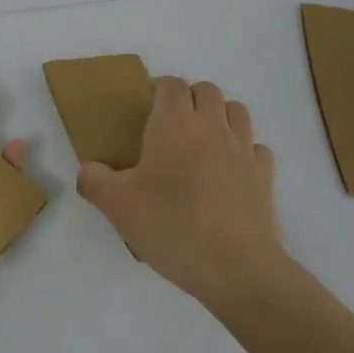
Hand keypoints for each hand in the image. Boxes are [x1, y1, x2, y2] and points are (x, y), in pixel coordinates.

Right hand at [76, 77, 285, 306]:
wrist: (237, 268)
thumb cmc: (172, 226)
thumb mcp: (117, 206)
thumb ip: (94, 180)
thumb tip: (89, 170)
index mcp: (175, 124)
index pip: (171, 84)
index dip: (158, 90)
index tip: (144, 110)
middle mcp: (212, 126)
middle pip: (205, 90)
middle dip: (188, 99)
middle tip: (169, 128)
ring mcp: (243, 149)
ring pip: (236, 110)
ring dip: (218, 116)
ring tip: (201, 143)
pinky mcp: (265, 175)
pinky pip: (255, 147)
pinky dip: (243, 149)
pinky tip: (229, 171)